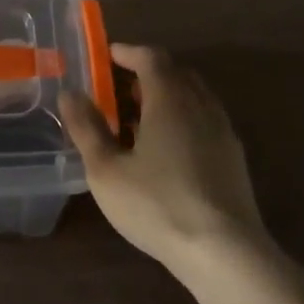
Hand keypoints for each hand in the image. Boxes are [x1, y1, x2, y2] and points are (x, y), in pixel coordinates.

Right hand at [63, 43, 268, 273]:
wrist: (224, 251)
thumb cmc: (158, 205)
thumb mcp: (107, 170)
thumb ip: (87, 128)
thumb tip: (69, 93)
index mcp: (169, 98)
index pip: (150, 57)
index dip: (128, 52)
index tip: (107, 55)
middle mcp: (199, 103)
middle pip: (174, 72)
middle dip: (146, 72)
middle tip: (119, 87)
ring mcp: (221, 129)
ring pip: (193, 96)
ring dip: (166, 96)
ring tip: (140, 119)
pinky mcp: (234, 156)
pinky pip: (205, 119)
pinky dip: (183, 118)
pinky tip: (168, 150)